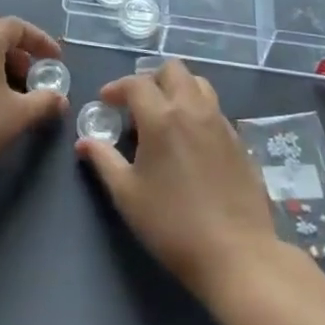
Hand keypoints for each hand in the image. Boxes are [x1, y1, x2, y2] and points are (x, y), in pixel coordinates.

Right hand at [77, 59, 278, 298]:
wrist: (237, 254)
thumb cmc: (172, 224)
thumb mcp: (127, 195)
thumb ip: (103, 161)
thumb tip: (84, 141)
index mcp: (162, 117)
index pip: (136, 83)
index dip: (117, 88)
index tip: (105, 102)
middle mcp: (193, 109)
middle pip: (173, 70)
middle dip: (151, 79)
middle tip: (137, 104)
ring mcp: (221, 123)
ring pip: (199, 84)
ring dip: (178, 89)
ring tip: (165, 116)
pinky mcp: (240, 141)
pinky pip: (215, 110)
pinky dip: (198, 111)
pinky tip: (190, 142)